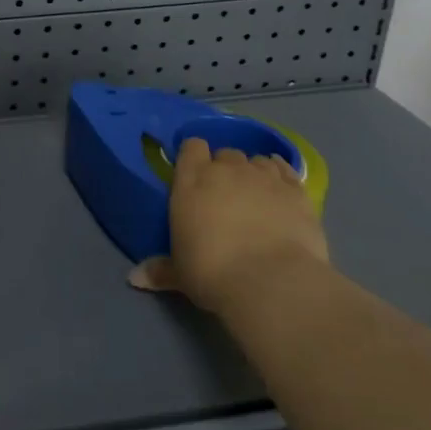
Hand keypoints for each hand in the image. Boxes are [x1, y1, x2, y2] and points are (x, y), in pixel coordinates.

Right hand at [130, 139, 328, 314]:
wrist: (271, 282)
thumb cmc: (213, 272)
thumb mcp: (180, 274)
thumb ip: (160, 270)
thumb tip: (135, 278)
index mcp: (192, 180)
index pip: (192, 147)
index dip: (194, 157)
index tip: (195, 175)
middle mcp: (227, 169)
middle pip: (225, 153)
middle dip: (225, 169)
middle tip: (226, 196)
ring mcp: (264, 176)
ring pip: (257, 160)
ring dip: (254, 173)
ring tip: (256, 197)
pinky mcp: (296, 190)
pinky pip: (286, 170)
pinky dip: (282, 176)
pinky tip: (281, 190)